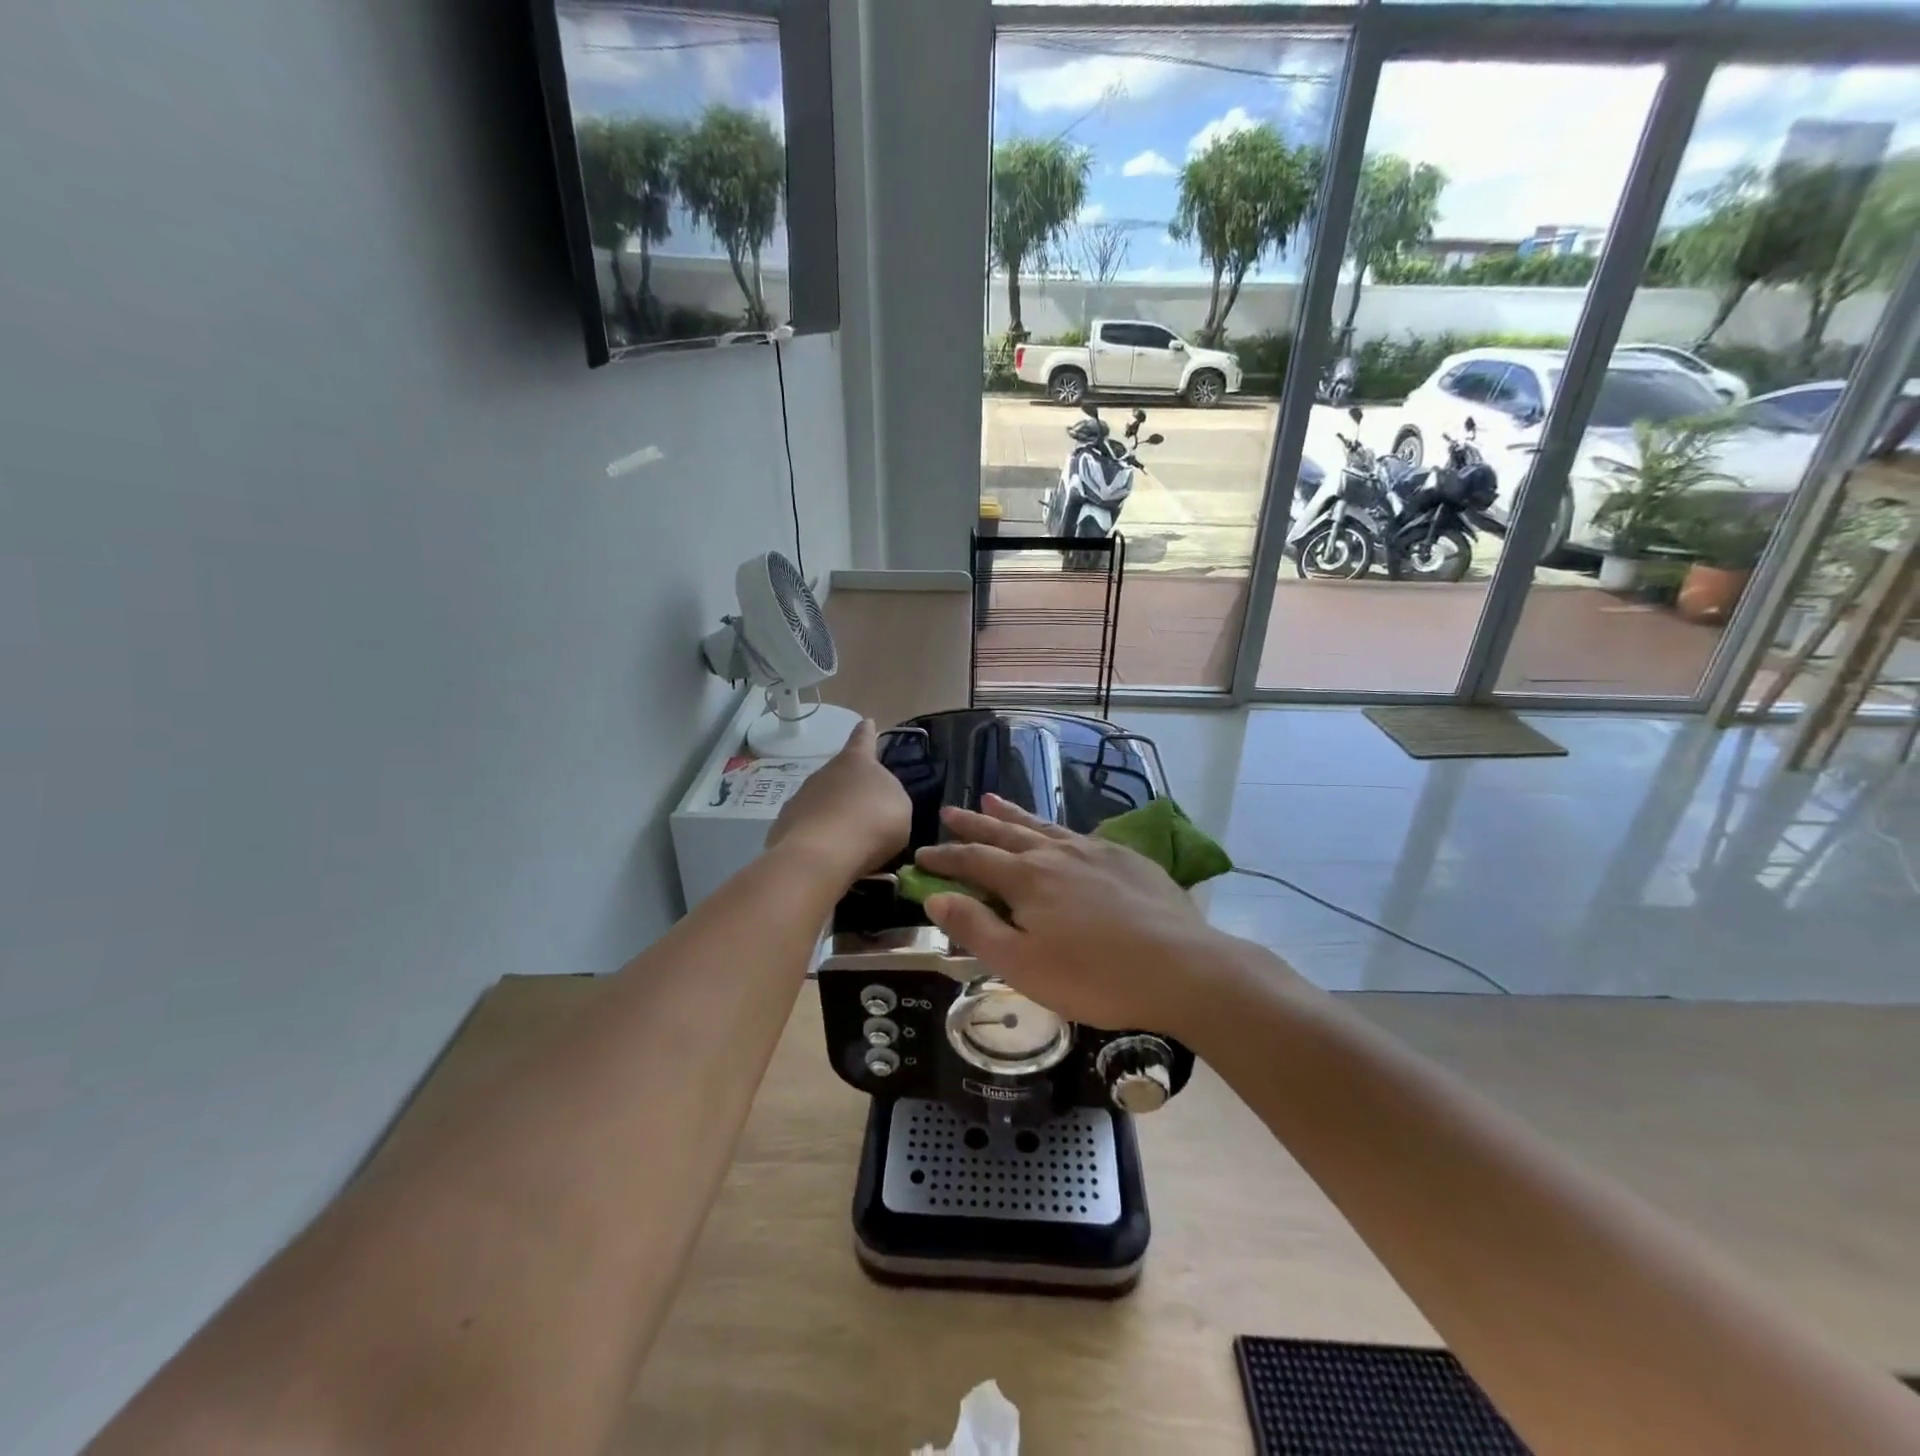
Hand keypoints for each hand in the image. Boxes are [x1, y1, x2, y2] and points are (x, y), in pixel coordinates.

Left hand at [765, 718, 910, 883]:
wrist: (821, 855)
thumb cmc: (871, 823)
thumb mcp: (900, 807)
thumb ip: (890, 796)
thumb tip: (878, 797)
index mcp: (856, 761)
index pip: (863, 739)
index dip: (867, 732)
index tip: (867, 722)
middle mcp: (824, 772)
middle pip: (840, 774)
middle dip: (850, 786)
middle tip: (864, 807)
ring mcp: (800, 798)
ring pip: (821, 801)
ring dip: (833, 813)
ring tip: (848, 839)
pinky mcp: (783, 826)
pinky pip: (807, 828)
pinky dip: (818, 837)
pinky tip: (828, 856)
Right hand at [914, 795, 1236, 1039]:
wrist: (1181, 967)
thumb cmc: (1094, 976)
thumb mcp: (1022, 965)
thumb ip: (976, 928)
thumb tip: (936, 898)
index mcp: (1026, 879)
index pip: (973, 860)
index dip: (944, 858)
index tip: (921, 854)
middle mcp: (1055, 853)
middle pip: (1004, 833)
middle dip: (973, 823)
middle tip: (950, 811)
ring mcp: (1093, 850)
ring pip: (1042, 826)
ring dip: (1013, 814)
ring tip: (993, 798)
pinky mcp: (1126, 857)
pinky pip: (1078, 834)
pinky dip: (1056, 828)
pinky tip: (1060, 833)